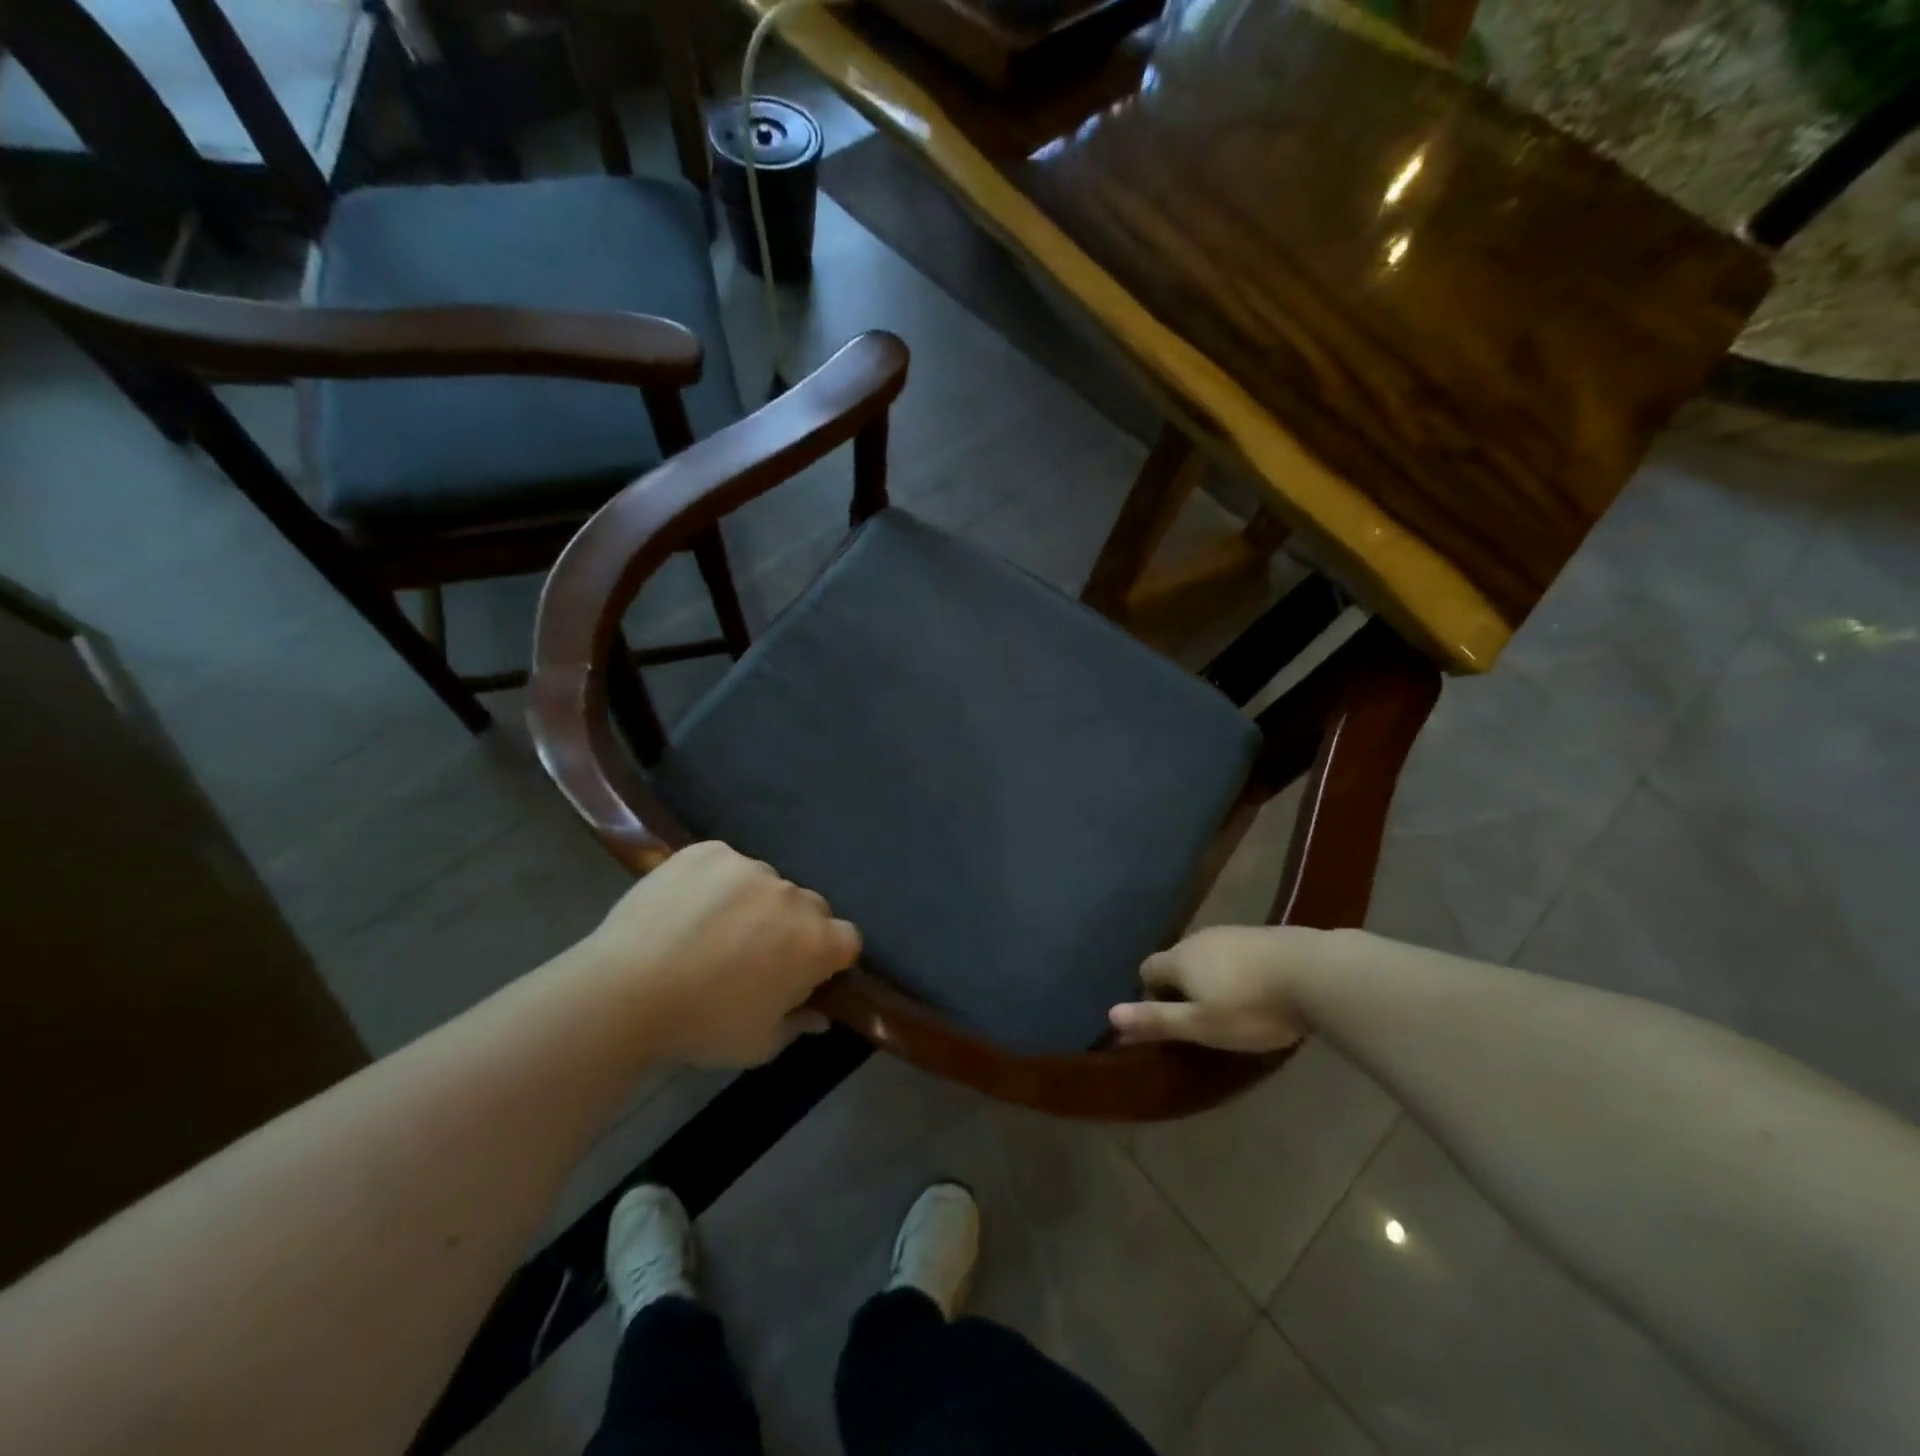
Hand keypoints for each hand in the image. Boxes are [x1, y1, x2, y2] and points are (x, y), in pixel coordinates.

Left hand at [584, 841, 860, 1066]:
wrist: (624, 993)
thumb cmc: (702, 1026)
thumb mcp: (759, 1043)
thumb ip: (798, 1023)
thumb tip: (819, 1015)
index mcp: (816, 942)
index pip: (847, 939)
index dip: (828, 958)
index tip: (801, 974)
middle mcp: (793, 895)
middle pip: (809, 907)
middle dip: (792, 928)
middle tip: (753, 955)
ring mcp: (750, 867)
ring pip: (766, 883)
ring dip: (753, 903)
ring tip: (710, 930)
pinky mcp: (709, 851)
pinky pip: (726, 864)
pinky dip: (715, 882)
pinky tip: (686, 908)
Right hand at [1109, 925, 1317, 1051]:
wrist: (1316, 972)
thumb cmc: (1251, 1006)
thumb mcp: (1201, 1025)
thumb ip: (1156, 1020)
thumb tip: (1110, 1015)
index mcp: (1179, 959)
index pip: (1147, 969)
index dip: (1151, 994)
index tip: (1171, 1020)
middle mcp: (1199, 938)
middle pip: (1177, 960)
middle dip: (1181, 986)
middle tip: (1202, 1018)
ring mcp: (1232, 932)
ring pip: (1207, 955)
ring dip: (1210, 978)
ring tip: (1231, 1006)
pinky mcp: (1262, 934)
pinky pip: (1235, 953)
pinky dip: (1236, 970)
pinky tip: (1258, 990)